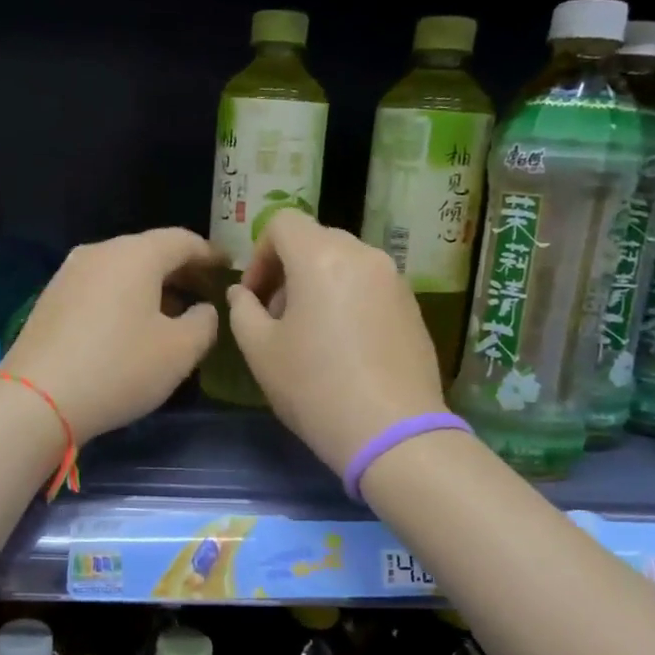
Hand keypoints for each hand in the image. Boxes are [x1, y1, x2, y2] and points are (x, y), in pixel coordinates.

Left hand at [0, 228, 221, 441]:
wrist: (37, 398)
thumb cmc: (119, 368)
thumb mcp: (180, 351)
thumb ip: (204, 323)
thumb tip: (203, 309)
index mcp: (135, 255)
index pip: (183, 240)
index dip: (210, 254)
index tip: (228, 269)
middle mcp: (100, 252)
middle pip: (150, 251)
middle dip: (181, 270)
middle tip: (204, 292)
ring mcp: (70, 273)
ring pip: (122, 269)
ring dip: (151, 285)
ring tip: (171, 312)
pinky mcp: (51, 298)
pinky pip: (100, 286)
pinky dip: (124, 297)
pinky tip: (131, 326)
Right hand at [227, 210, 447, 475]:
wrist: (393, 432)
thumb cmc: (315, 388)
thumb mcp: (260, 351)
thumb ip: (242, 311)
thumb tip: (242, 293)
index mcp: (321, 257)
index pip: (283, 223)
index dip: (260, 254)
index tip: (255, 296)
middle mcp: (363, 255)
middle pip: (316, 240)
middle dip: (288, 270)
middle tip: (277, 316)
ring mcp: (395, 280)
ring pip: (345, 263)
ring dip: (319, 284)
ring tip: (311, 334)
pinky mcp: (413, 306)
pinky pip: (370, 285)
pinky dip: (348, 299)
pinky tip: (344, 347)